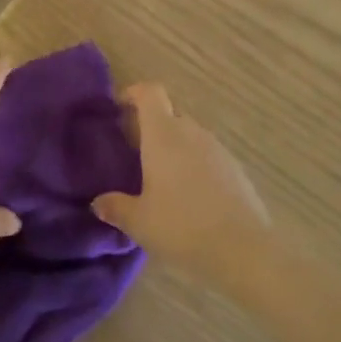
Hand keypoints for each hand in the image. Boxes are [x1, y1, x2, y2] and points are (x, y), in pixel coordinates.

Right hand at [93, 84, 271, 285]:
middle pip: (169, 114)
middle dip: (151, 126)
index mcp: (163, 135)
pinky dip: (195, 164)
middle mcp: (191, 132)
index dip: (134, 93)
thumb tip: (98, 203)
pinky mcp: (236, 168)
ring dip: (174, 147)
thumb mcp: (139, 222)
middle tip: (136, 153)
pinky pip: (208, 155)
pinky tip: (190, 196)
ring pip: (190, 135)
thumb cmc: (182, 226)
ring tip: (162, 178)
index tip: (120, 107)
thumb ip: (115, 207)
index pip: (150, 93)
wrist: (243, 248)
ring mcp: (217, 148)